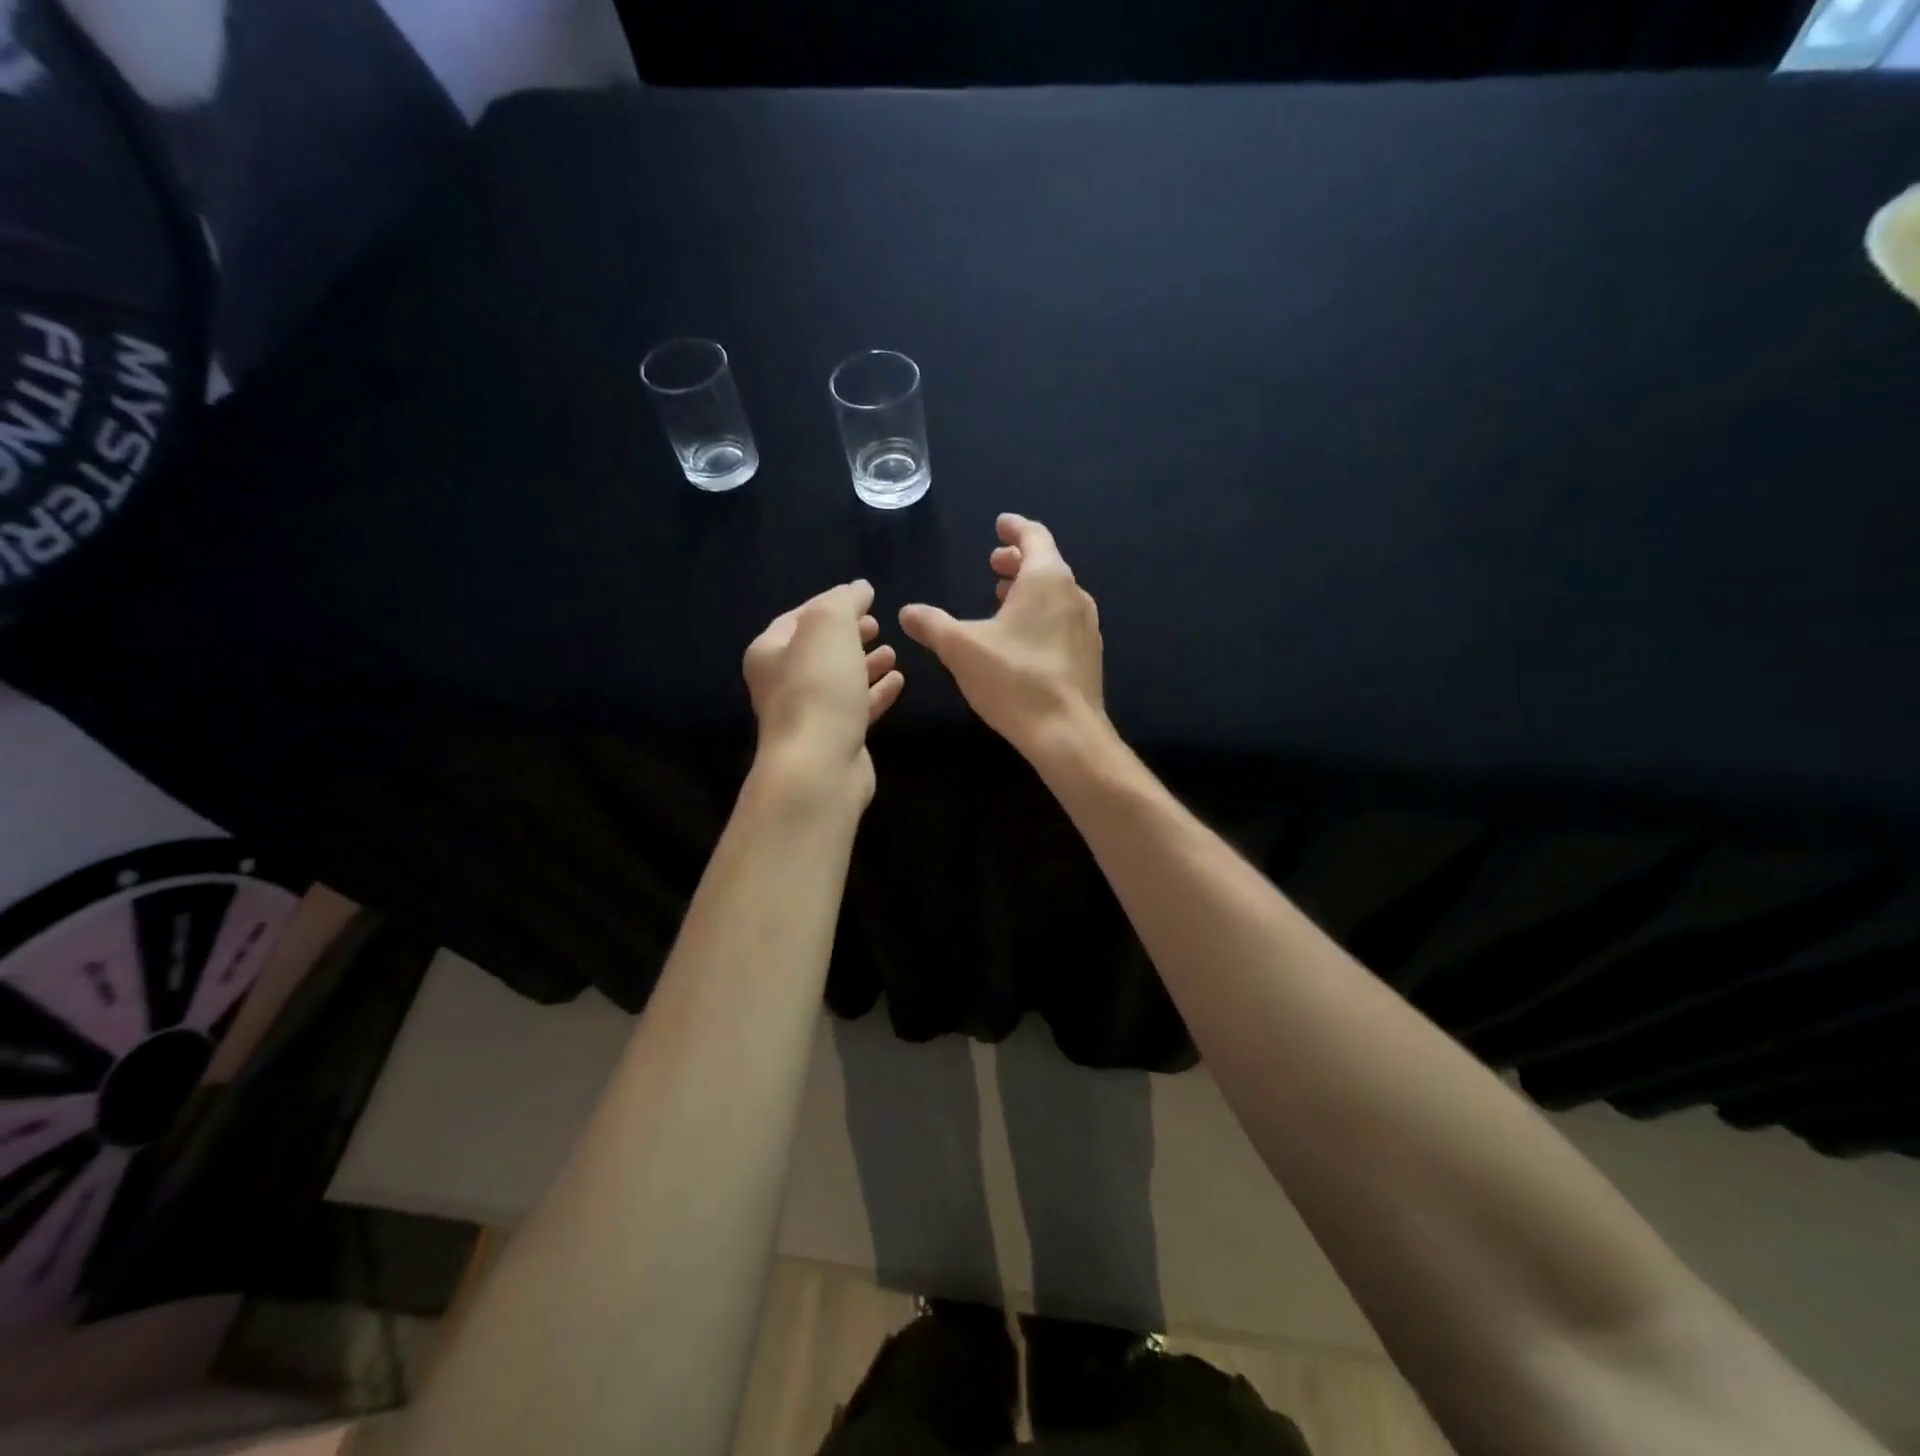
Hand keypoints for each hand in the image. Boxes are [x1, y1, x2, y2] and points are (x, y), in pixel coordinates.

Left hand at [744, 580, 904, 805]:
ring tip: (892, 652)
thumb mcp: (829, 625)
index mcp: (769, 653)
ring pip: (840, 681)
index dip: (830, 604)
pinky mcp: (835, 740)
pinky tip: (898, 681)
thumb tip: (859, 589)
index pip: (798, 618)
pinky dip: (875, 693)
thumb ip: (844, 601)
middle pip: (819, 651)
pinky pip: (856, 708)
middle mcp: (782, 683)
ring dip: (865, 664)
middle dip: (848, 636)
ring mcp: (809, 715)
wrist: (819, 764)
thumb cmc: (817, 686)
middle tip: (876, 625)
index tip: (863, 598)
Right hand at [899, 514, 1105, 763]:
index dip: (1014, 528)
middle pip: (1047, 564)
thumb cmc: (1015, 680)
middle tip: (993, 564)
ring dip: (1029, 589)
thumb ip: (932, 625)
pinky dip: (1042, 613)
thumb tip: (907, 612)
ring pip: (1057, 593)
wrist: (1067, 733)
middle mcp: (1074, 595)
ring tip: (1003, 598)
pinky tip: (1023, 637)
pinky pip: (1063, 619)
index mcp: (1047, 580)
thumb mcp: (961, 649)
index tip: (999, 524)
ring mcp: (1086, 626)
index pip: (1034, 536)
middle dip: (1018, 560)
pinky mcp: (1088, 654)